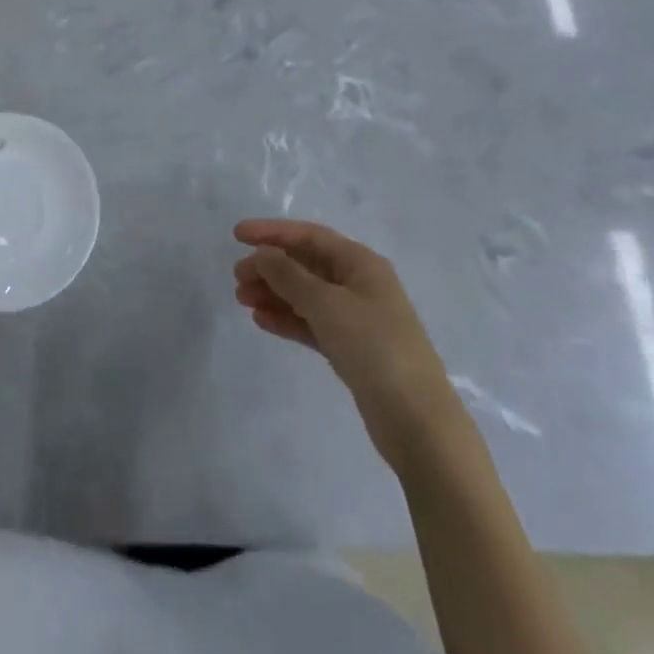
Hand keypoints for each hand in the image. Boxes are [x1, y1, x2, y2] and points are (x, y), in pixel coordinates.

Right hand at [233, 219, 460, 474]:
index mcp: (361, 264)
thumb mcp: (326, 304)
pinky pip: (311, 323)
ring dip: (274, 293)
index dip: (272, 232)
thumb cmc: (374, 347)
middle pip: (306, 265)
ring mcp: (356, 318)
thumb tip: (262, 254)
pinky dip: (287, 319)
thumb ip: (289, 275)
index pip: (309, 236)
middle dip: (270, 267)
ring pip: (306, 295)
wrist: (417, 421)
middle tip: (237, 277)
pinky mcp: (351, 349)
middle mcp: (359, 284)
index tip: (236, 235)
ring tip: (242, 299)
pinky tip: (262, 321)